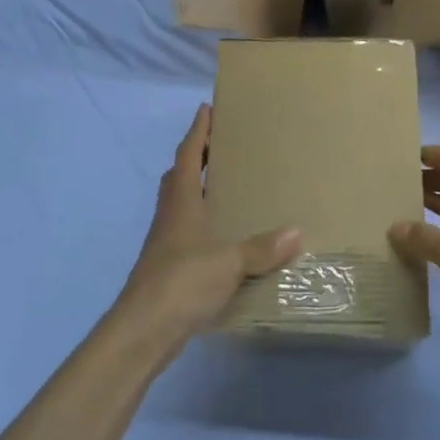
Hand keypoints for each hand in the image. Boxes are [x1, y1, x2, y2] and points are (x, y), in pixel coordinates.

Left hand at [111, 105, 301, 350]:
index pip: (187, 155)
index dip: (197, 131)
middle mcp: (170, 216)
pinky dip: (204, 224)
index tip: (207, 108)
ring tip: (228, 186)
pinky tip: (224, 236)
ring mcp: (166, 243)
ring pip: (181, 205)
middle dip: (196, 157)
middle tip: (222, 146)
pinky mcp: (168, 268)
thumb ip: (261, 248)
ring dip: (199, 190)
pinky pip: (188, 233)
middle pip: (179, 176)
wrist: (142, 331)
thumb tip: (297, 232)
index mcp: (181, 202)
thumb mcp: (228, 262)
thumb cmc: (181, 283)